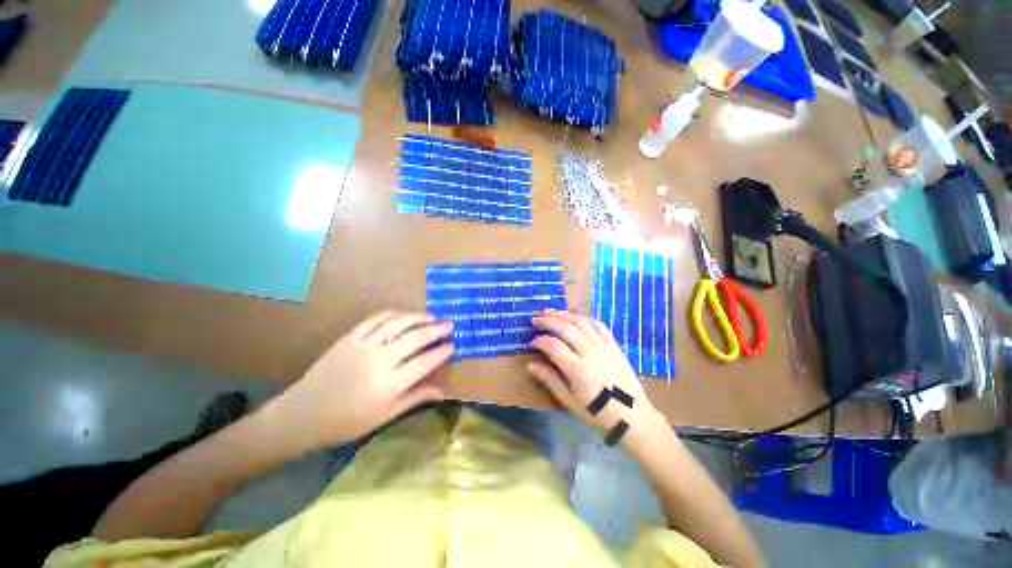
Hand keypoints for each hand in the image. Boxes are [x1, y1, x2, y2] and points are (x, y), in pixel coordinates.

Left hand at [266, 311, 453, 451]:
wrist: (303, 413)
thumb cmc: (347, 421)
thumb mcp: (384, 416)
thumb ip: (415, 399)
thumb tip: (443, 391)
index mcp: (389, 384)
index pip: (424, 362)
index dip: (441, 352)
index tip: (452, 346)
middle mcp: (379, 360)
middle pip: (415, 339)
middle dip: (436, 330)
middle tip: (450, 325)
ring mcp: (364, 345)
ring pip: (398, 324)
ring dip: (418, 318)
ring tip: (432, 317)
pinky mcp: (350, 337)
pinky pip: (376, 319)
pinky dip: (394, 314)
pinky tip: (404, 315)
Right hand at [527, 309, 662, 436]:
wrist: (632, 416)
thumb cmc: (598, 413)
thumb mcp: (570, 402)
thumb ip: (550, 380)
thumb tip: (531, 365)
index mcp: (577, 369)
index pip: (553, 346)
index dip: (539, 341)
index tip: (531, 342)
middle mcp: (590, 352)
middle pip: (566, 328)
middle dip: (548, 321)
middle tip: (535, 319)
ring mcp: (604, 347)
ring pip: (581, 322)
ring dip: (564, 315)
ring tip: (550, 312)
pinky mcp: (614, 346)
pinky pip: (599, 325)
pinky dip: (585, 318)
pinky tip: (576, 317)